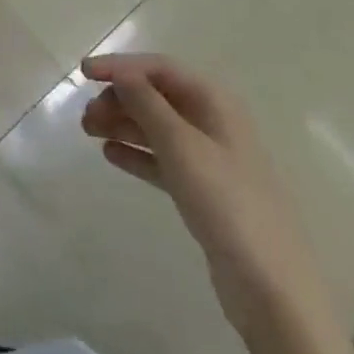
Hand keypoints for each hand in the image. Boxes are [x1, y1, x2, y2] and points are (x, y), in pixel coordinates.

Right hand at [80, 54, 333, 346]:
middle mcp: (213, 124)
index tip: (82, 72)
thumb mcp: (181, 146)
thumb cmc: (226, 204)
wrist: (271, 288)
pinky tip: (110, 155)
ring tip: (89, 133)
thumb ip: (147, 104)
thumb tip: (121, 73)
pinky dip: (135, 153)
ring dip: (122, 124)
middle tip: (86, 117)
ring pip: (156, 127)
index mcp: (215, 103)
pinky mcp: (203, 191)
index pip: (159, 68)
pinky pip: (161, 159)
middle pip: (156, 96)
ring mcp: (209, 159)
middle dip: (119, 98)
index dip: (120, 66)